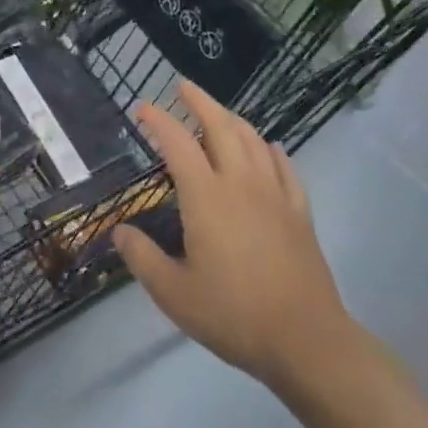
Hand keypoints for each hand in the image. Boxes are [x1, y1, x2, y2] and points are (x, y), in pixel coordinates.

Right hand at [112, 81, 357, 394]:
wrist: (307, 341)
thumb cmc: (235, 315)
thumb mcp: (175, 295)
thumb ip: (143, 259)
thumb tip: (119, 232)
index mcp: (207, 196)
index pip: (178, 142)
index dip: (158, 120)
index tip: (142, 108)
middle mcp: (241, 183)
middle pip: (221, 126)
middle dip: (200, 101)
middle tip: (183, 87)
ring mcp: (275, 194)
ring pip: (253, 140)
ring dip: (232, 119)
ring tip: (218, 114)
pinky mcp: (300, 212)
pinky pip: (285, 167)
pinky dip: (271, 150)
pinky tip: (268, 149)